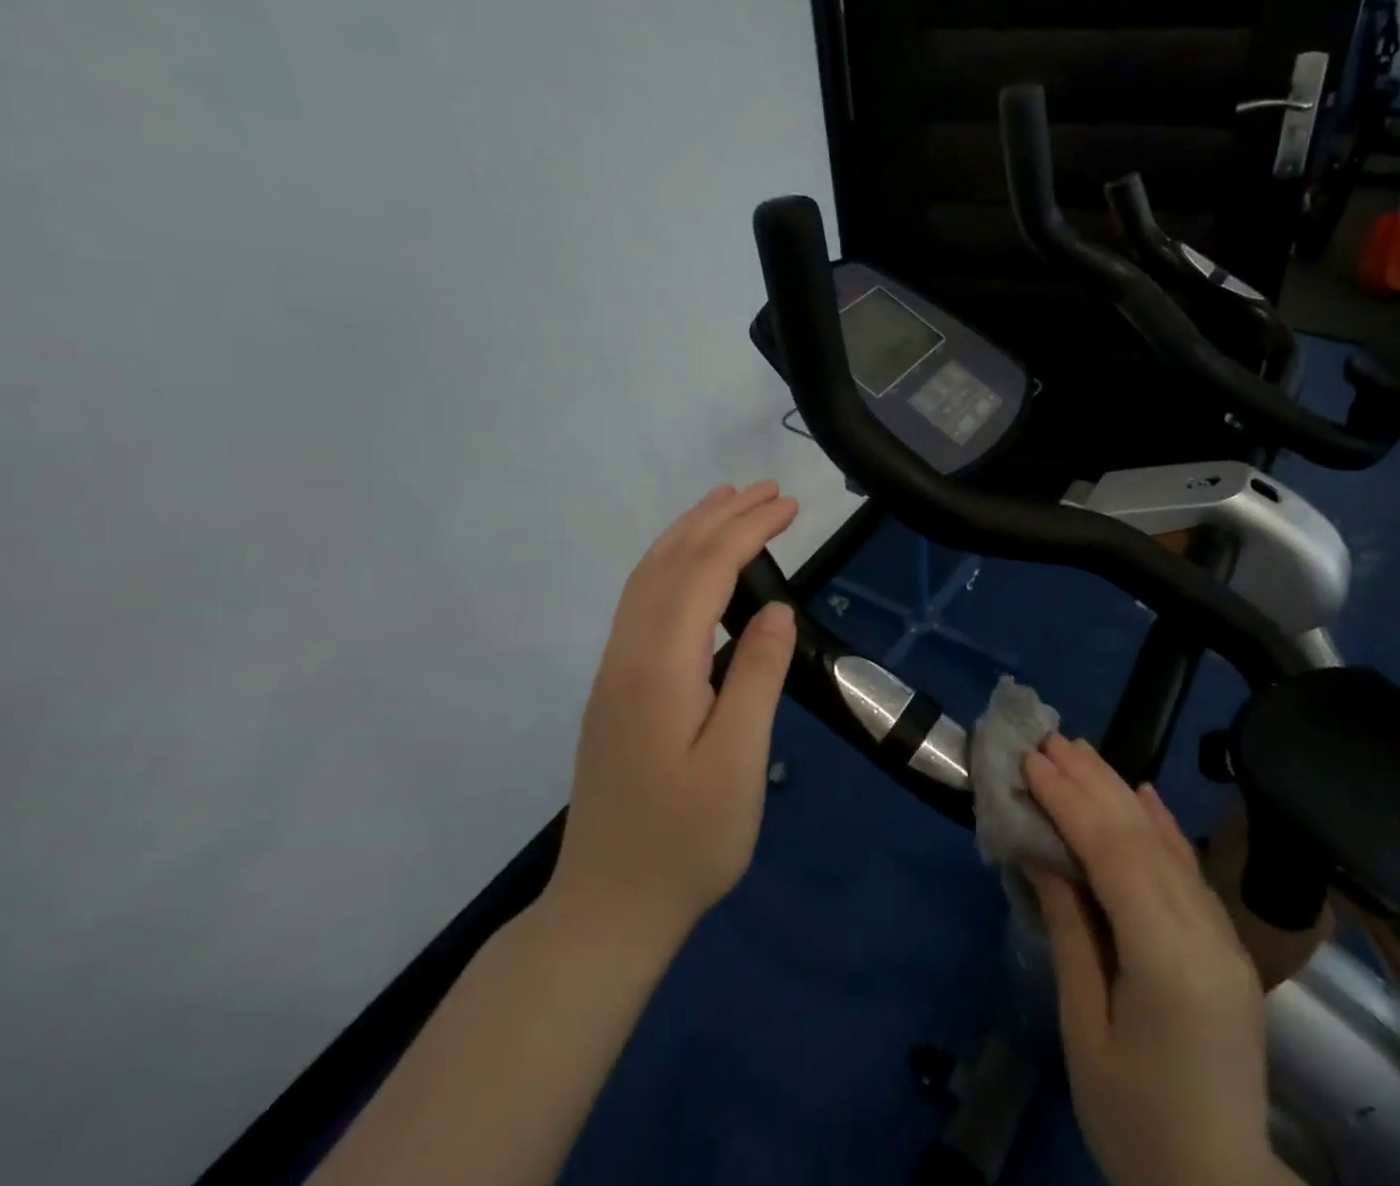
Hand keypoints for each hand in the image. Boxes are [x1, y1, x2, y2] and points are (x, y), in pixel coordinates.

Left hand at [547, 482, 798, 952]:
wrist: (609, 908)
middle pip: (670, 562)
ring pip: (647, 578)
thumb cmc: (688, 841)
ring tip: (727, 503)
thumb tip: (777, 610)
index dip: (747, 531)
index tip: (789, 506)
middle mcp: (628, 656)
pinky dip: (671, 563)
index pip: (704, 574)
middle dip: (719, 517)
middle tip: (768, 491)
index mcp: (660, 669)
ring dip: (690, 532)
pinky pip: (641, 601)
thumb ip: (755, 677)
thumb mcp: (737, 763)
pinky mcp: (616, 688)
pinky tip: (692, 566)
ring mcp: (614, 671)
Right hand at [1025, 736, 1281, 1185]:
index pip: (1114, 855)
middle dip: (1091, 782)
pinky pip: (1190, 868)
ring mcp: (1222, 935)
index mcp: (1166, 959)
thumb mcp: (1085, 1031)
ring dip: (1120, 790)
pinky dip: (1162, 823)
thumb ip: (1070, 932)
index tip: (1033, 762)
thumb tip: (1042, 853)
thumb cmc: (1135, 1123)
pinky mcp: (1227, 942)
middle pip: (1141, 836)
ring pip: (1166, 842)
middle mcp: (1203, 932)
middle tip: (1050, 741)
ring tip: (1082, 751)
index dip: (1070, 801)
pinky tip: (1142, 790)